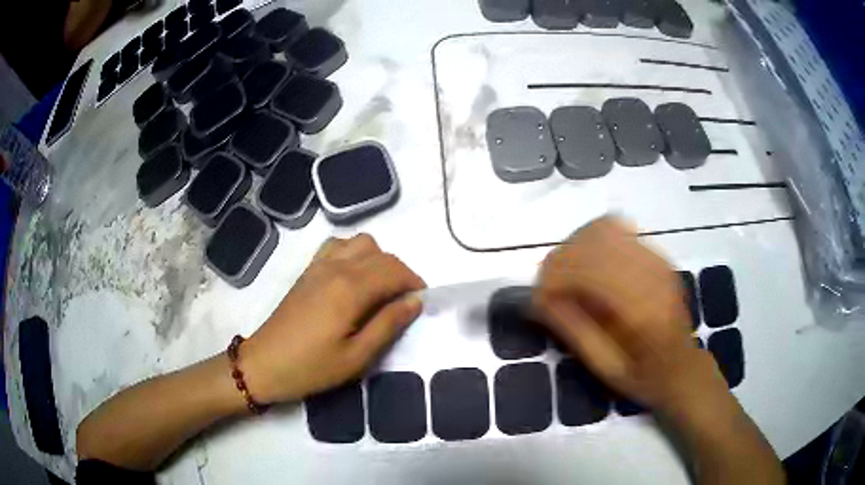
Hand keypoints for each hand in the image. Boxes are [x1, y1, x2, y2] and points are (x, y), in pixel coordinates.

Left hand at [242, 234, 425, 403]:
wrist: (264, 364)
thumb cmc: (312, 367)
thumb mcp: (356, 356)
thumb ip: (388, 325)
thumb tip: (415, 301)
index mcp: (350, 288)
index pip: (394, 270)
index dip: (414, 283)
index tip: (422, 302)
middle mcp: (336, 267)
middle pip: (381, 254)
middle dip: (401, 272)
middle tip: (404, 302)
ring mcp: (319, 265)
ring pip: (360, 243)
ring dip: (378, 259)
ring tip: (379, 288)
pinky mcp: (308, 271)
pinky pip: (337, 245)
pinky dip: (354, 253)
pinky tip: (353, 278)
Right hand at [533, 217, 728, 413]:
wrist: (683, 367)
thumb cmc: (644, 377)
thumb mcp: (605, 367)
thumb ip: (573, 329)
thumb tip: (539, 298)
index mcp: (640, 309)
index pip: (587, 269)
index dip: (553, 277)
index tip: (537, 297)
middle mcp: (651, 273)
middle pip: (593, 241)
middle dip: (561, 259)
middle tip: (549, 287)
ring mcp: (657, 259)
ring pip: (604, 228)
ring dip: (576, 247)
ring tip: (568, 275)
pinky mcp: (657, 254)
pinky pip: (618, 229)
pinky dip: (593, 241)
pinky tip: (590, 266)